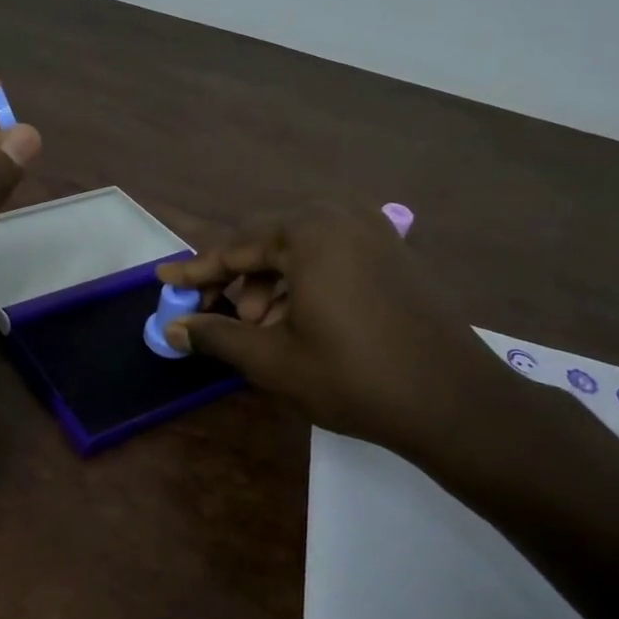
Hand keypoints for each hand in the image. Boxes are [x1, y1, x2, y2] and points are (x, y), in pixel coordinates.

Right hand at [157, 204, 585, 493]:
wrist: (454, 402)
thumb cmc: (353, 377)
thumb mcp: (272, 360)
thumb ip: (216, 336)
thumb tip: (171, 329)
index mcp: (308, 232)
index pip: (235, 247)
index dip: (196, 270)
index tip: (164, 281)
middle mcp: (341, 217)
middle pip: (267, 242)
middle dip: (238, 280)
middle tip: (222, 317)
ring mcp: (374, 232)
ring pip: (300, 251)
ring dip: (271, 285)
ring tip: (262, 329)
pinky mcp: (393, 253)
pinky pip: (332, 257)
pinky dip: (305, 284)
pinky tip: (299, 322)